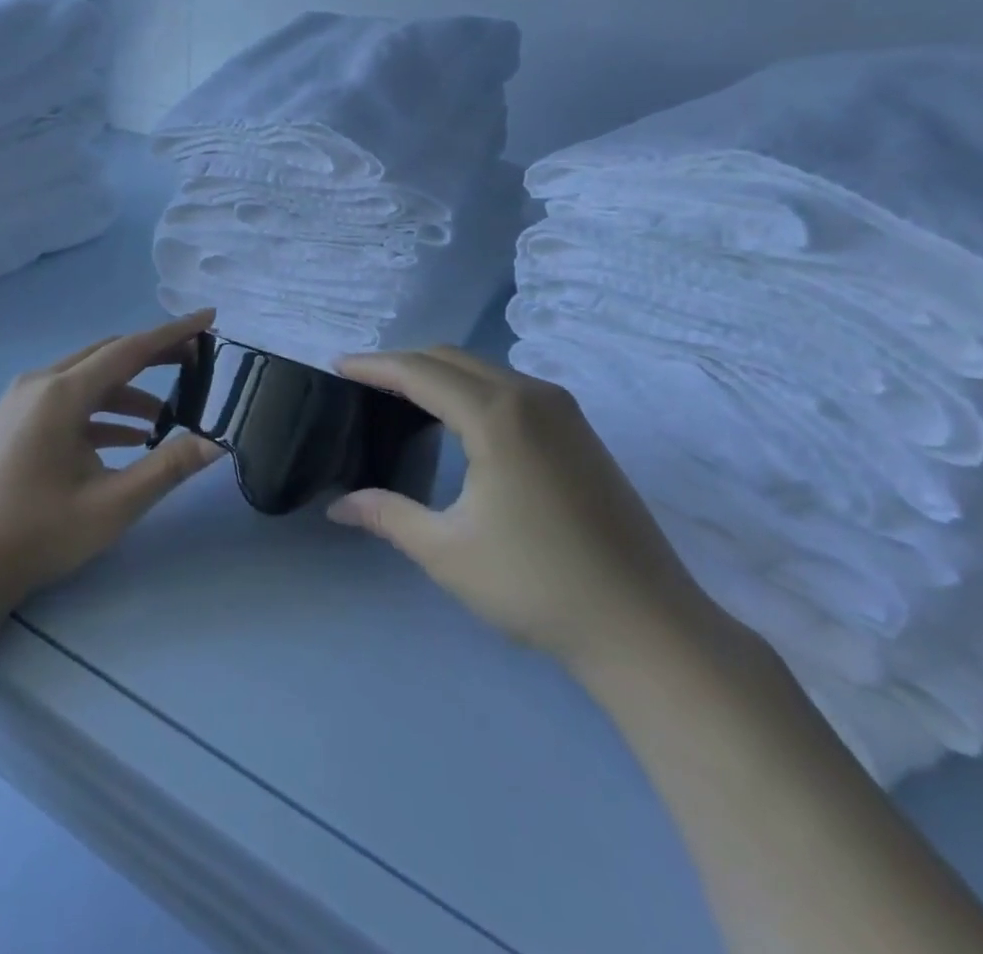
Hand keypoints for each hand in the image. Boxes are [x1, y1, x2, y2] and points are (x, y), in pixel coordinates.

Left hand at [0, 311, 224, 614]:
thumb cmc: (38, 534)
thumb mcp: (113, 504)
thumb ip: (169, 467)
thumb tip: (218, 440)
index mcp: (62, 394)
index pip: (130, 349)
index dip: (173, 333)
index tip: (209, 318)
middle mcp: (40, 384)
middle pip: (108, 356)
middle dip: (154, 356)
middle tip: (197, 362)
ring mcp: (22, 402)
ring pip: (88, 379)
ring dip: (129, 391)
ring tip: (168, 416)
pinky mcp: (15, 421)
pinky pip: (69, 402)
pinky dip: (102, 412)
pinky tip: (129, 438)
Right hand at [330, 346, 720, 672]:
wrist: (645, 624)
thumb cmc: (537, 585)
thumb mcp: (448, 552)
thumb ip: (388, 515)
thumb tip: (339, 506)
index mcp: (496, 415)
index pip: (419, 372)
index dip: (374, 365)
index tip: (338, 365)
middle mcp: (531, 395)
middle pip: (451, 359)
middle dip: (403, 363)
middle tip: (363, 382)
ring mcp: (562, 410)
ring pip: (484, 369)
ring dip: (439, 373)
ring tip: (401, 397)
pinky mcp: (579, 430)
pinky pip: (511, 387)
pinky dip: (472, 388)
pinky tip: (458, 420)